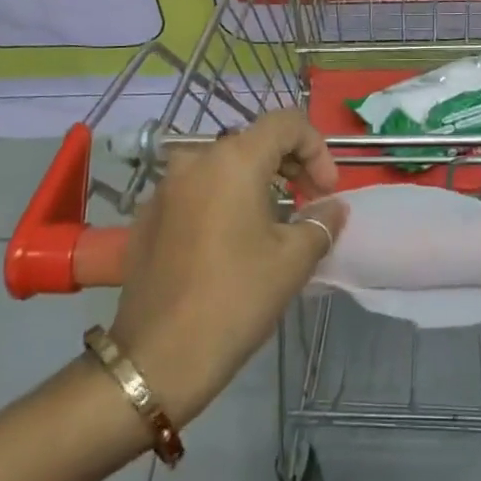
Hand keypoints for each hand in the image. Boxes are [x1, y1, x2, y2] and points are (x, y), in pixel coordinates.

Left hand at [109, 110, 345, 425]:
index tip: (326, 190)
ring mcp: (166, 186)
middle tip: (309, 201)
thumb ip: (321, 222)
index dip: (316, 148)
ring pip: (223, 165)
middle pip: (254, 140)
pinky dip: (223, 199)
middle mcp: (196, 159)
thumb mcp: (292, 260)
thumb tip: (332, 208)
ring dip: (256, 182)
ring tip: (274, 223)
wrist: (156, 358)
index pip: (286, 122)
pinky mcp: (148, 214)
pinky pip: (197, 190)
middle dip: (289, 164)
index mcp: (234, 159)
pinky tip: (231, 241)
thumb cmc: (235, 299)